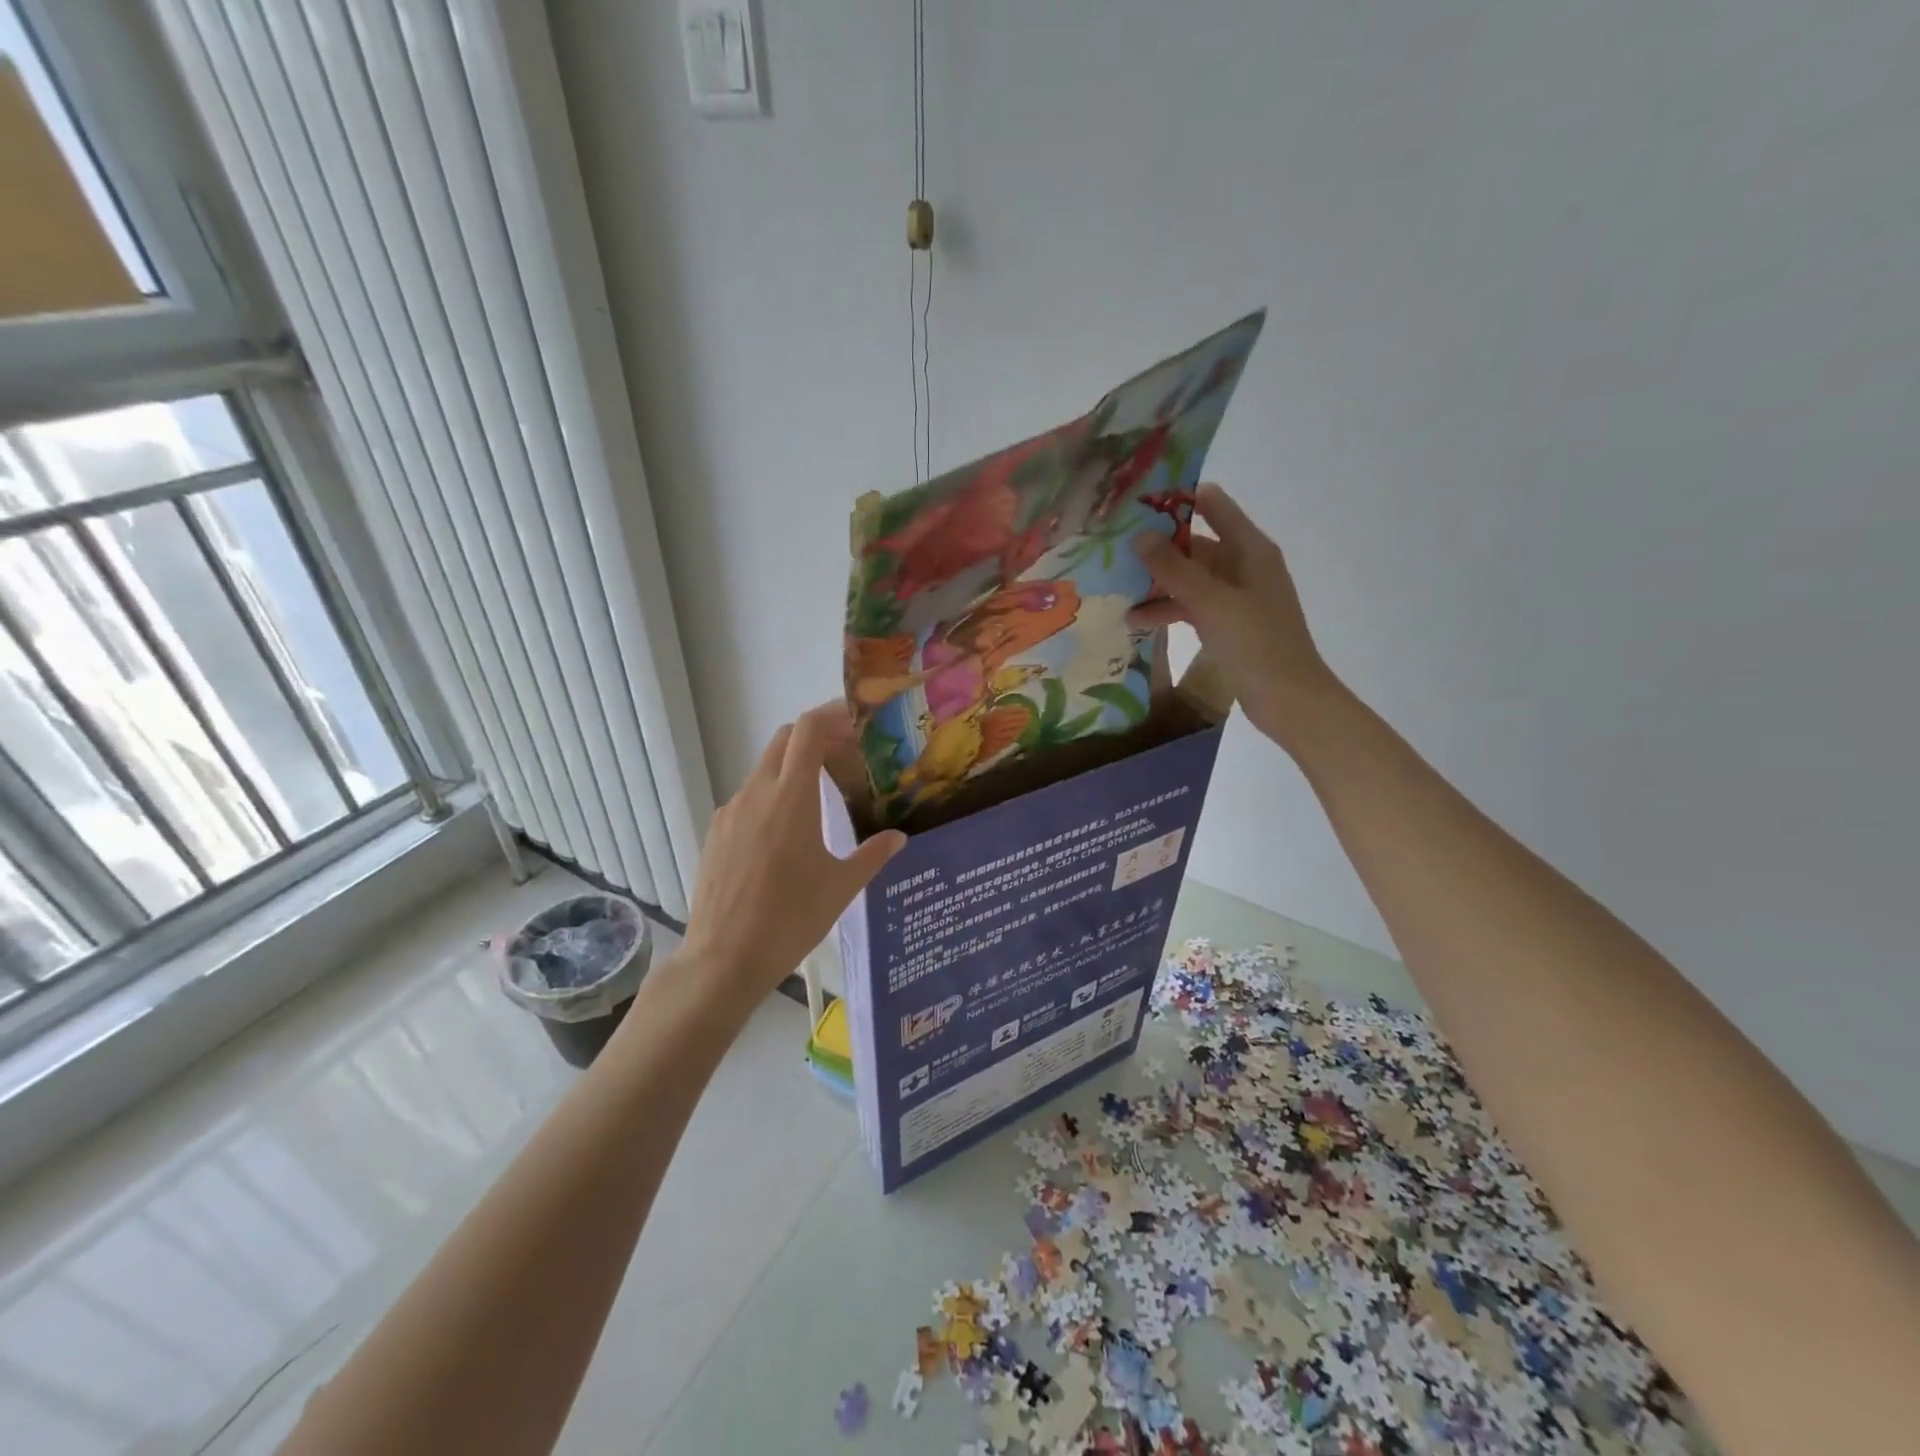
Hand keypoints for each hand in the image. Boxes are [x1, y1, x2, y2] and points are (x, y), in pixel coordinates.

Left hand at [680, 704, 905, 1000]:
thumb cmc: (790, 919)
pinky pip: (749, 798)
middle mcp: (756, 793)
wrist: (723, 959)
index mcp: (790, 797)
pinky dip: (773, 795)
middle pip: (784, 740)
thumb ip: (872, 855)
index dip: (832, 715)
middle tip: (847, 757)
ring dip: (794, 768)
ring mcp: (730, 811)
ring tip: (823, 797)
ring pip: (765, 769)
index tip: (858, 723)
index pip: (807, 730)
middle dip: (816, 737)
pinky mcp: (716, 833)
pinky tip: (788, 833)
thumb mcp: (841, 887)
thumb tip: (899, 837)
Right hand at [1130, 483, 1340, 750]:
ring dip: (1157, 583)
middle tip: (1111, 547)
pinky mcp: (1225, 624)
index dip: (1178, 499)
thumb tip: (1138, 536)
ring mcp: (1233, 596)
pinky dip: (1167, 609)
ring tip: (1116, 586)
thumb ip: (1174, 569)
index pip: (1213, 505)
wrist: (1287, 698)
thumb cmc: (1255, 642)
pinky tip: (1135, 619)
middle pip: (1194, 544)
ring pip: (1188, 578)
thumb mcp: (1211, 602)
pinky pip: (1190, 606)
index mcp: (1249, 549)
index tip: (1137, 501)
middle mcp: (1242, 566)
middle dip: (1156, 546)